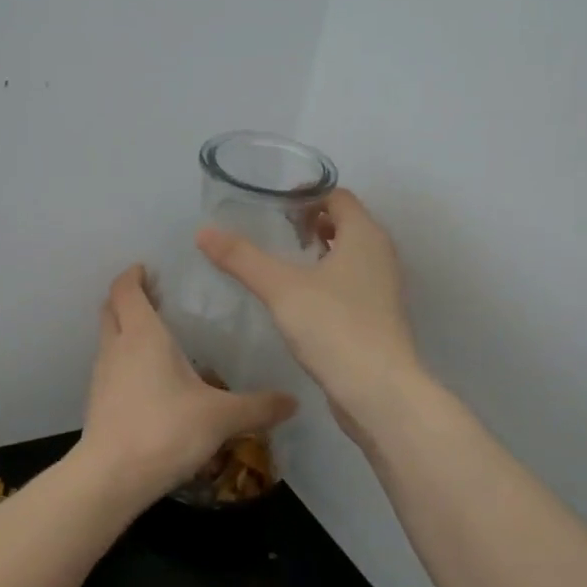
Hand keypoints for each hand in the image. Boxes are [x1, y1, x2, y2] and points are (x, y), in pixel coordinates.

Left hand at [77, 265, 298, 500]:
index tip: (149, 268)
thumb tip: (293, 401)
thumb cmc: (165, 430)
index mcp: (143, 335)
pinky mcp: (98, 402)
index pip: (127, 289)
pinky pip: (110, 366)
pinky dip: (124, 359)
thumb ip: (258, 407)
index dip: (133, 275)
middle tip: (156, 297)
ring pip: (108, 337)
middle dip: (128, 297)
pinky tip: (149, 378)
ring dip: (125, 328)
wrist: (111, 477)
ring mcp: (102, 375)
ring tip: (157, 336)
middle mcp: (117, 347)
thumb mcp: (221, 417)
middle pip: (111, 308)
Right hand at [196, 189, 420, 423]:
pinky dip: (328, 278)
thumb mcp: (280, 288)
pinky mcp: (378, 315)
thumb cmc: (333, 327)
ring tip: (283, 262)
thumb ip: (242, 258)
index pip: (338, 196)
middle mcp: (380, 254)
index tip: (273, 206)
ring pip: (350, 255)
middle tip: (274, 231)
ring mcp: (382, 287)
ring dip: (320, 252)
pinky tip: (300, 298)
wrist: (378, 391)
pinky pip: (351, 282)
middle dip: (311, 222)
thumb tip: (203, 232)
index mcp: (364, 235)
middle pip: (345, 223)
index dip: (307, 194)